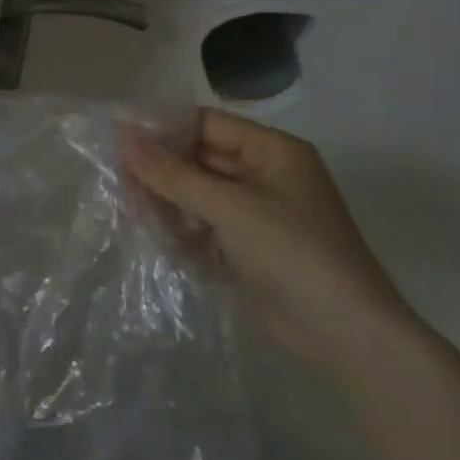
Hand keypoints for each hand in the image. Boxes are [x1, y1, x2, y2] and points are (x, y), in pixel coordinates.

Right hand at [121, 109, 422, 378]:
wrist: (344, 335)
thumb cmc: (293, 254)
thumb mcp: (229, 207)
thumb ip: (172, 173)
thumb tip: (122, 137)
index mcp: (272, 151)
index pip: (205, 123)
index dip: (162, 128)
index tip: (116, 138)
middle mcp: (263, 174)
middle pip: (197, 157)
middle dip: (159, 168)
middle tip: (116, 178)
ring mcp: (254, 212)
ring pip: (194, 191)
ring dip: (164, 199)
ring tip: (130, 210)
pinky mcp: (244, 244)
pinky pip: (200, 222)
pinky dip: (177, 226)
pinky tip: (152, 233)